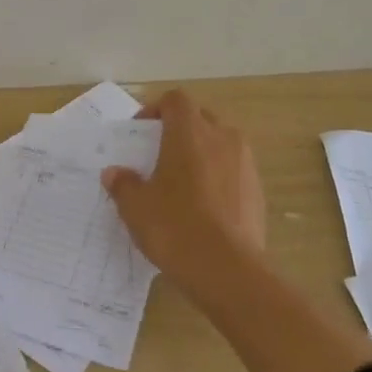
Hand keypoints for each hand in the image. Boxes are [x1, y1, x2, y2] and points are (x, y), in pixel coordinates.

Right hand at [101, 89, 266, 290]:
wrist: (228, 270)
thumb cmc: (175, 227)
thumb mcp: (136, 207)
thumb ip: (123, 184)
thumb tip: (114, 173)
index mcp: (190, 133)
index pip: (175, 100)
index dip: (156, 110)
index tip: (141, 133)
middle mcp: (222, 138)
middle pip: (200, 119)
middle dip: (179, 131)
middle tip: (158, 158)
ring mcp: (245, 164)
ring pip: (220, 145)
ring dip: (201, 155)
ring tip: (181, 184)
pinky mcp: (257, 190)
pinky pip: (233, 171)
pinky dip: (217, 178)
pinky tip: (203, 208)